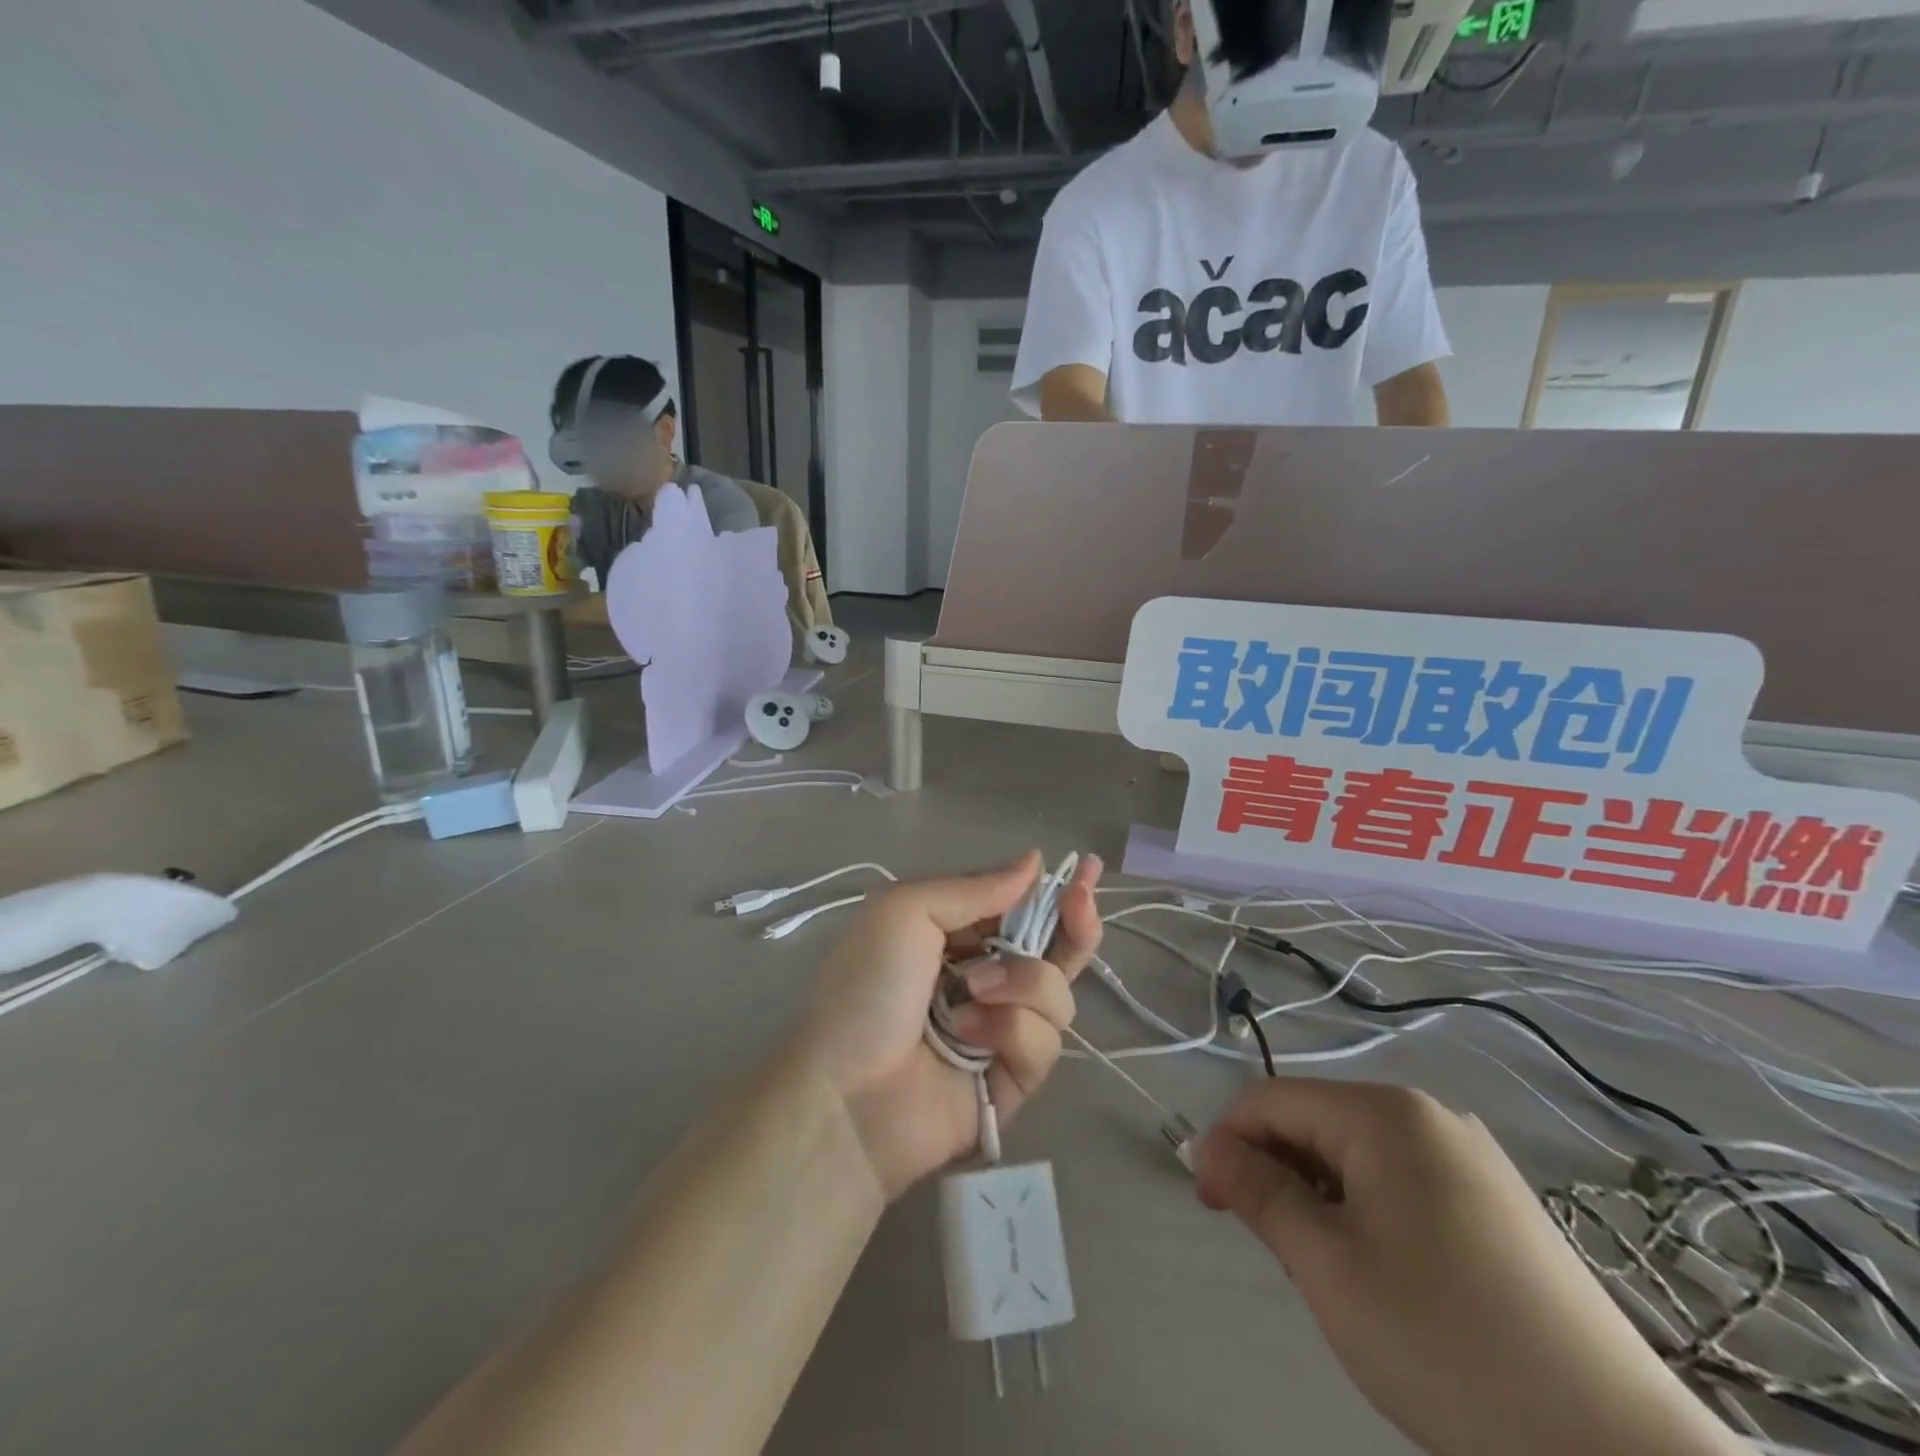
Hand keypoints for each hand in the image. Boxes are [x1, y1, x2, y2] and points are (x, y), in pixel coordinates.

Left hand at [793, 852, 1102, 1200]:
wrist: (845, 1094)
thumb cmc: (867, 987)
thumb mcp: (906, 912)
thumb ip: (975, 888)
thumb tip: (1034, 861)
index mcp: (954, 937)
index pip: (1018, 909)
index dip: (1053, 891)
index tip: (1085, 871)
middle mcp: (984, 979)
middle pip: (1054, 950)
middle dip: (1075, 924)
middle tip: (1082, 904)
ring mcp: (1002, 1030)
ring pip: (1056, 993)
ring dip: (1023, 983)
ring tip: (975, 991)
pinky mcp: (1014, 1079)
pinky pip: (1045, 1042)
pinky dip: (1012, 1030)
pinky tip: (971, 1035)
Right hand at [1195, 1079, 1744, 1455]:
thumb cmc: (1446, 1344)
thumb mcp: (1328, 1265)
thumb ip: (1258, 1192)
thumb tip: (1204, 1146)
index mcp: (1385, 1113)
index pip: (1274, 1100)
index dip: (1229, 1142)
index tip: (1210, 1203)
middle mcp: (1429, 1115)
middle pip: (1317, 1122)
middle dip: (1278, 1172)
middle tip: (1274, 1249)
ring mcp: (1472, 1158)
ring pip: (1358, 1154)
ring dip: (1321, 1196)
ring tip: (1331, 1270)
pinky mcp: (1500, 1203)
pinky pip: (1404, 1181)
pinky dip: (1369, 1212)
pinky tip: (1388, 1275)